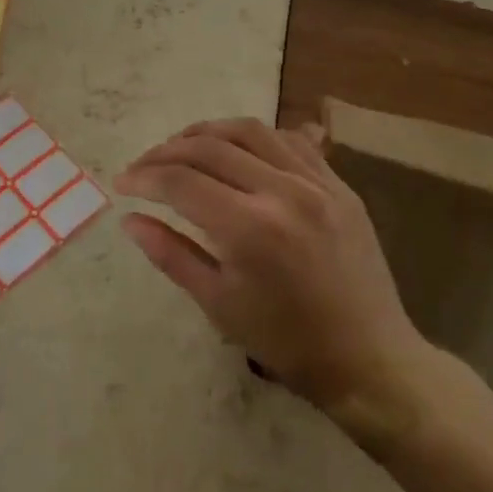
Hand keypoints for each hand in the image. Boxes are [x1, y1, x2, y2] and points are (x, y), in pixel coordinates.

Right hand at [115, 118, 433, 438]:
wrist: (371, 361)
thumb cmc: (286, 342)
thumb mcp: (218, 304)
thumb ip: (170, 253)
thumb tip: (130, 219)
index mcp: (250, 228)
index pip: (181, 182)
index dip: (144, 177)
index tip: (121, 183)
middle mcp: (283, 192)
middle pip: (210, 147)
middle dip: (167, 151)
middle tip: (144, 166)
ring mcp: (318, 183)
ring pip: (251, 130)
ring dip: (208, 132)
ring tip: (183, 147)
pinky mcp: (340, 186)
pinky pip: (291, 141)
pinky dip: (255, 138)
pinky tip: (238, 151)